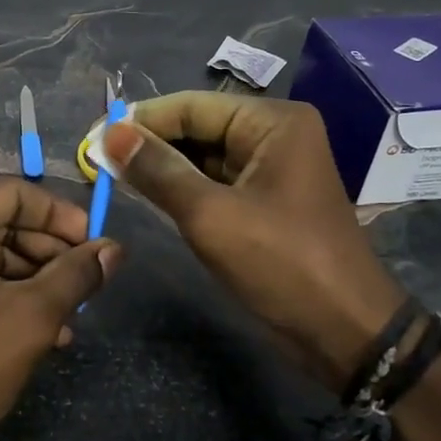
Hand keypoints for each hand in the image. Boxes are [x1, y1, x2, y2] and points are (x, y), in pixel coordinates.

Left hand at [0, 179, 119, 440]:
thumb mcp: (33, 315)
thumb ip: (77, 274)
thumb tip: (117, 249)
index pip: (15, 194)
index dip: (62, 217)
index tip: (97, 244)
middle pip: (4, 220)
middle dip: (51, 252)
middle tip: (90, 279)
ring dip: (37, 277)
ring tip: (76, 312)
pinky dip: (11, 292)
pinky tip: (52, 328)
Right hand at [104, 92, 405, 389]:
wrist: (347, 333)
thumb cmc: (282, 265)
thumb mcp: (211, 216)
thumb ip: (158, 171)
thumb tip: (110, 133)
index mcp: (272, 122)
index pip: (191, 106)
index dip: (141, 121)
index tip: (93, 138)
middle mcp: (274, 134)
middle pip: (197, 127)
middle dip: (149, 144)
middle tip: (96, 162)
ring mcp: (271, 167)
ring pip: (203, 156)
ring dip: (162, 167)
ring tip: (111, 177)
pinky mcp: (265, 199)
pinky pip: (215, 181)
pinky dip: (182, 188)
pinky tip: (146, 194)